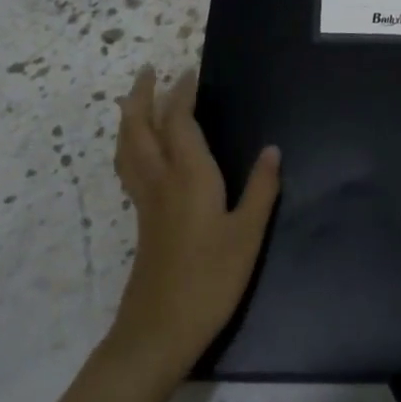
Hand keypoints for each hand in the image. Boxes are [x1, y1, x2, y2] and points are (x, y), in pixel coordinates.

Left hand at [107, 66, 280, 378]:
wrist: (158, 331)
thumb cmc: (209, 279)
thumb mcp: (248, 235)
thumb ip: (261, 189)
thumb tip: (272, 149)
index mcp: (189, 176)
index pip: (179, 123)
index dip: (182, 95)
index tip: (189, 72)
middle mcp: (161, 180)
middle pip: (141, 128)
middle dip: (143, 96)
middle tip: (149, 71)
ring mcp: (146, 201)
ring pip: (128, 147)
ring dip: (130, 117)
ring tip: (135, 99)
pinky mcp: (142, 219)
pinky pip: (129, 166)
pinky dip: (130, 144)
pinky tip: (140, 150)